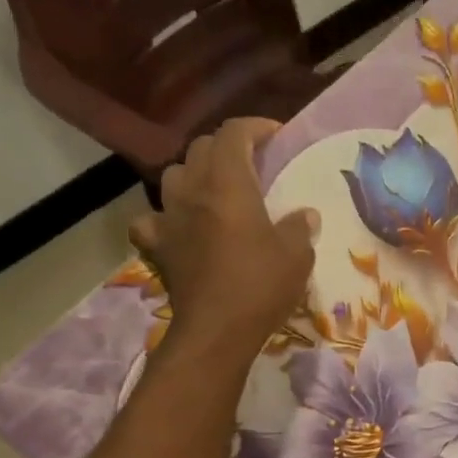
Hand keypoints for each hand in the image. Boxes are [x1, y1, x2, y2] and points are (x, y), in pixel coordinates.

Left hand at [130, 117, 318, 360]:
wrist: (216, 331)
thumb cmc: (260, 286)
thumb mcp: (297, 256)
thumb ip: (300, 228)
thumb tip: (305, 215)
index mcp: (228, 184)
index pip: (233, 133)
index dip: (255, 127)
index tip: (275, 136)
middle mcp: (193, 191)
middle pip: (201, 148)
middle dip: (226, 147)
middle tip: (250, 163)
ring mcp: (169, 217)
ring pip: (174, 175)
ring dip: (194, 174)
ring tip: (214, 190)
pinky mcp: (158, 246)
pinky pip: (152, 219)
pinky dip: (165, 217)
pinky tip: (178, 227)